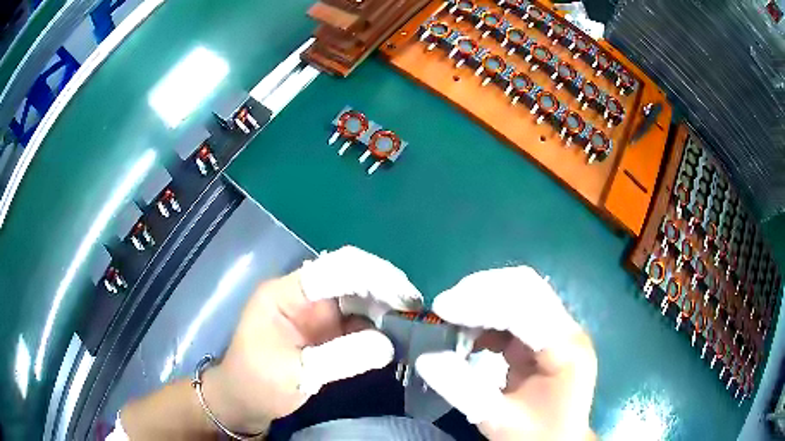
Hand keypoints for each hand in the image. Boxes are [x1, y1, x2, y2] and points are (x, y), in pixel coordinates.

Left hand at [204, 246, 422, 433]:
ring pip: (357, 295)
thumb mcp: (295, 373)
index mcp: (286, 293)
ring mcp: (316, 312)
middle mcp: (304, 295)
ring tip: (412, 318)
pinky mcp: (326, 329)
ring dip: (385, 303)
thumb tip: (389, 344)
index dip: (370, 275)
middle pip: (349, 275)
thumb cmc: (257, 383)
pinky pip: (358, 318)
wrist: (245, 400)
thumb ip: (340, 357)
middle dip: (384, 286)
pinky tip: (397, 330)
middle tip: (414, 306)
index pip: (332, 269)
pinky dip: (379, 322)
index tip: (403, 295)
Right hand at [415, 267, 596, 440]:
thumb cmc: (536, 435)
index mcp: (566, 351)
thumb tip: (425, 358)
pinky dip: (486, 314)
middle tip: (444, 308)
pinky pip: (514, 309)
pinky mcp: (545, 333)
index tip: (442, 308)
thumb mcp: (498, 420)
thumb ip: (463, 389)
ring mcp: (558, 328)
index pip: (525, 310)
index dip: (482, 303)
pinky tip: (468, 333)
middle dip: (481, 291)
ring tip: (451, 320)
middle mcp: (567, 330)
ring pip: (519, 292)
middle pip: (525, 287)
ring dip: (482, 299)